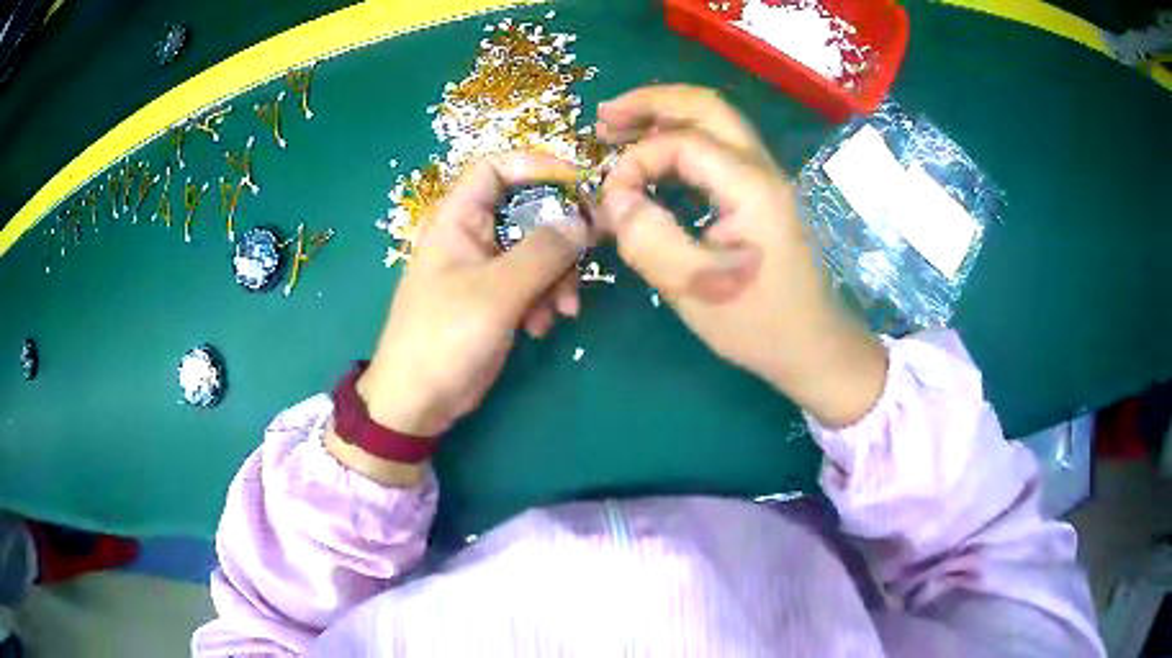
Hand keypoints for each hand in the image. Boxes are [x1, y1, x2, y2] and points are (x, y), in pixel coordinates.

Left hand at [327, 153, 588, 484]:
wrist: (418, 401)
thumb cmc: (444, 337)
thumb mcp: (496, 292)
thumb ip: (543, 253)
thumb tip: (583, 222)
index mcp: (457, 220)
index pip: (495, 168)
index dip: (536, 166)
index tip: (579, 184)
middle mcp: (472, 236)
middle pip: (527, 210)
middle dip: (559, 235)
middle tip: (589, 253)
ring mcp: (485, 268)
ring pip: (537, 250)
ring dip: (558, 275)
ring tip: (564, 309)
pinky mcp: (497, 298)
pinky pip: (533, 282)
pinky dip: (546, 298)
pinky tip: (543, 326)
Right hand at [595, 85, 886, 426]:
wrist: (813, 345)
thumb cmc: (758, 324)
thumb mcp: (695, 290)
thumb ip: (648, 238)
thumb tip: (615, 197)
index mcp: (749, 186)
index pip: (679, 142)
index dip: (634, 161)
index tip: (611, 201)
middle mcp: (761, 168)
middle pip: (705, 106)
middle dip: (650, 102)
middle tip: (604, 116)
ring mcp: (766, 177)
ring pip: (715, 120)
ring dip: (666, 115)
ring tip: (620, 128)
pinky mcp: (762, 193)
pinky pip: (720, 146)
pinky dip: (682, 138)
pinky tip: (656, 157)